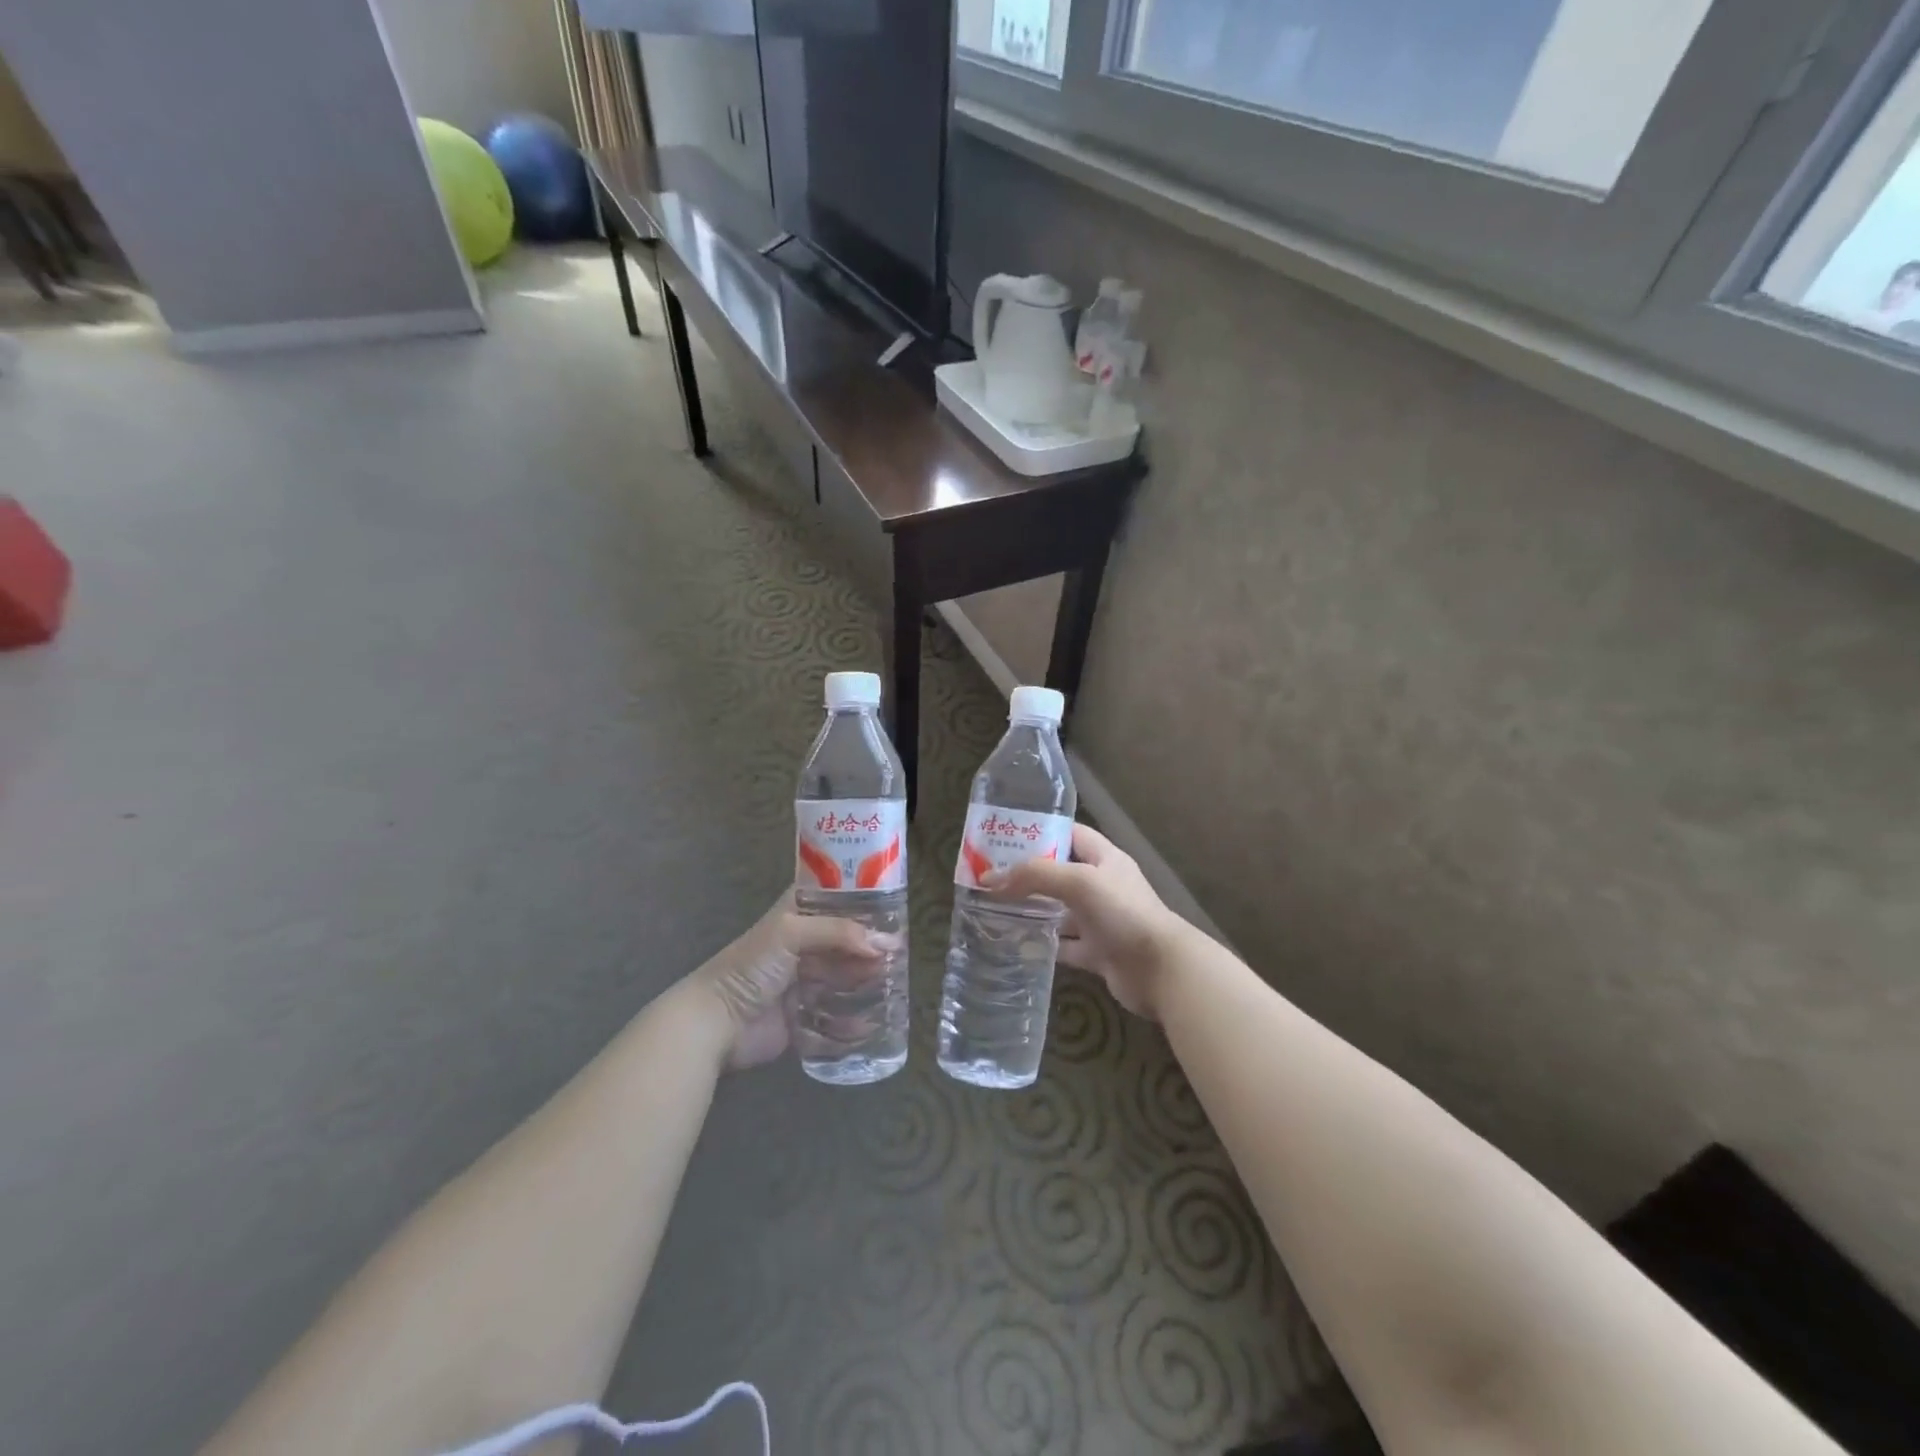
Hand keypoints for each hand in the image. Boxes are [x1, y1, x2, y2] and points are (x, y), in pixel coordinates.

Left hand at [688, 891, 885, 1069]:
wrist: (716, 1023)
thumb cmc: (750, 966)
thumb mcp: (791, 933)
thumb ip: (838, 931)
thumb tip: (882, 943)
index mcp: (796, 915)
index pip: (834, 898)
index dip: (861, 900)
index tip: (893, 906)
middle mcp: (802, 943)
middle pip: (845, 939)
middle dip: (869, 945)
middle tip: (898, 952)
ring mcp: (804, 979)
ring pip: (844, 974)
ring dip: (865, 978)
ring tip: (892, 982)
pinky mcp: (805, 1013)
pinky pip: (836, 1013)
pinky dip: (854, 1016)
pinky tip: (873, 1017)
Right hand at [989, 824, 1182, 1019]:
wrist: (1161, 970)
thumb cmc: (1123, 913)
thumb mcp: (1079, 882)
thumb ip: (1035, 876)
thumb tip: (989, 878)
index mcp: (1104, 859)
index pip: (1070, 834)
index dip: (1041, 832)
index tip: (1006, 835)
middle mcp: (1102, 886)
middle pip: (1060, 873)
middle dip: (1028, 874)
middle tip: (990, 875)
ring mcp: (1101, 920)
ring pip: (1060, 911)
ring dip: (1033, 910)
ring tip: (994, 908)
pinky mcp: (1098, 953)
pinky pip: (1065, 945)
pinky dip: (1044, 945)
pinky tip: (1017, 944)